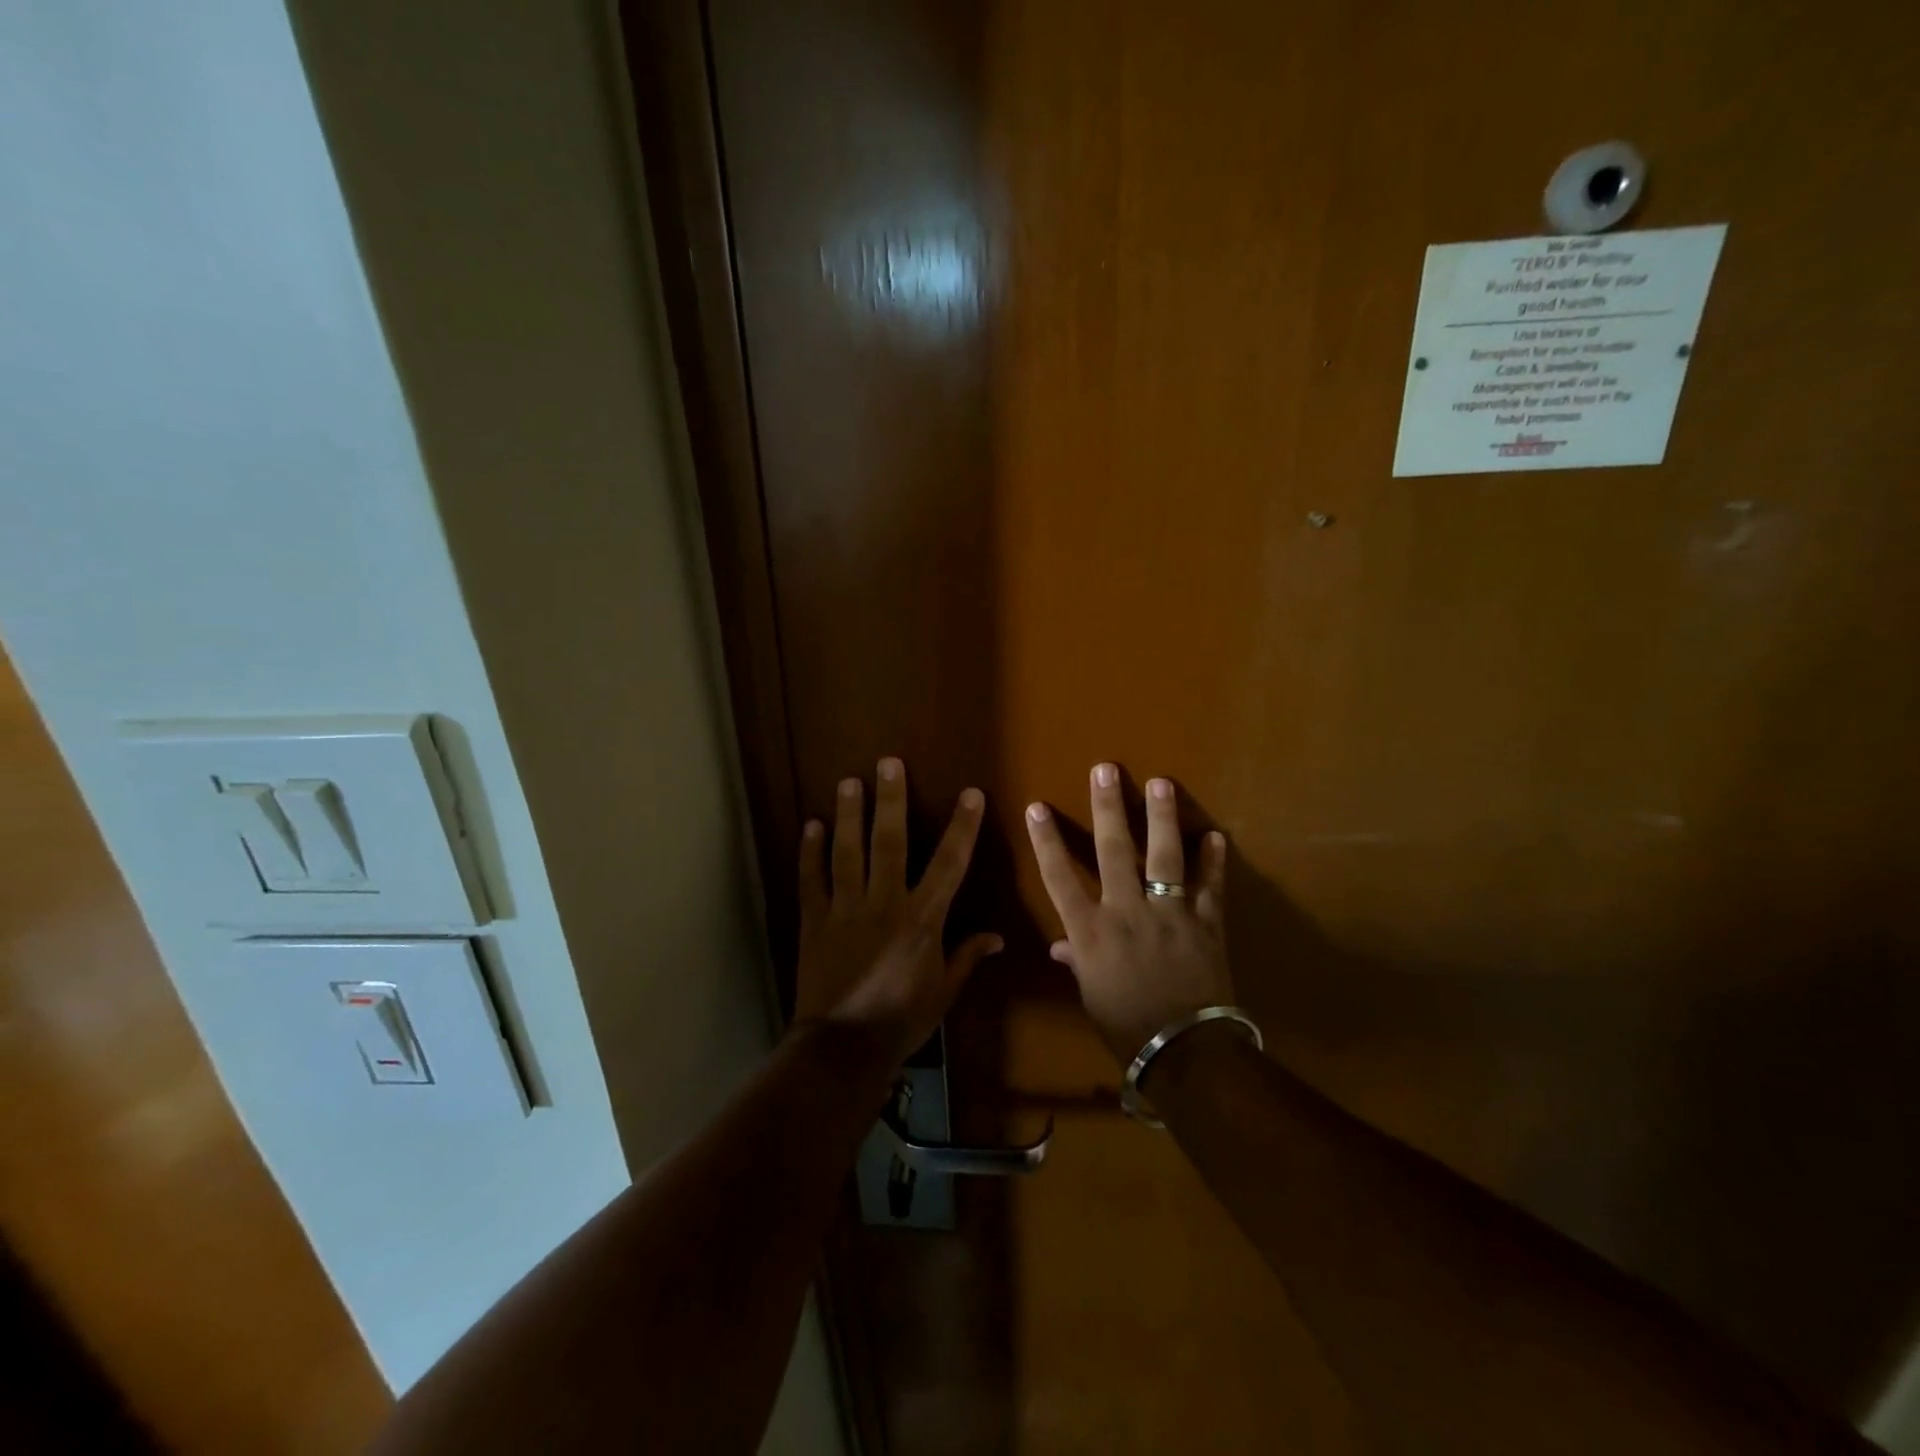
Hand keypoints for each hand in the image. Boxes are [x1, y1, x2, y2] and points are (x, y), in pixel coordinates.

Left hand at [792, 757, 1001, 1065]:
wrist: (842, 1048)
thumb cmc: (901, 1021)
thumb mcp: (943, 993)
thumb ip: (966, 958)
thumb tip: (997, 937)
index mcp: (922, 920)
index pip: (949, 864)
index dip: (962, 827)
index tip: (970, 794)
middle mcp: (884, 903)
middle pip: (889, 843)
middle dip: (891, 800)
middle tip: (888, 763)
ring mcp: (845, 909)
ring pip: (847, 852)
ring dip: (848, 814)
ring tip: (848, 781)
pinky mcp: (814, 921)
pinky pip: (811, 880)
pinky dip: (810, 852)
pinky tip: (810, 825)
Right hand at [1024, 763, 1233, 1064]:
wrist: (1185, 1053)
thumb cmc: (1126, 1027)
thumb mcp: (1091, 995)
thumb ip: (1077, 962)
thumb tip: (1060, 946)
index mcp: (1091, 932)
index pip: (1059, 877)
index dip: (1046, 841)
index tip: (1037, 807)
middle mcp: (1126, 912)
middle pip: (1113, 851)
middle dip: (1107, 808)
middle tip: (1106, 770)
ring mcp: (1169, 914)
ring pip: (1164, 857)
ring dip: (1162, 818)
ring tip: (1160, 783)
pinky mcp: (1205, 924)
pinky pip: (1210, 887)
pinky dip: (1213, 862)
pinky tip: (1215, 836)